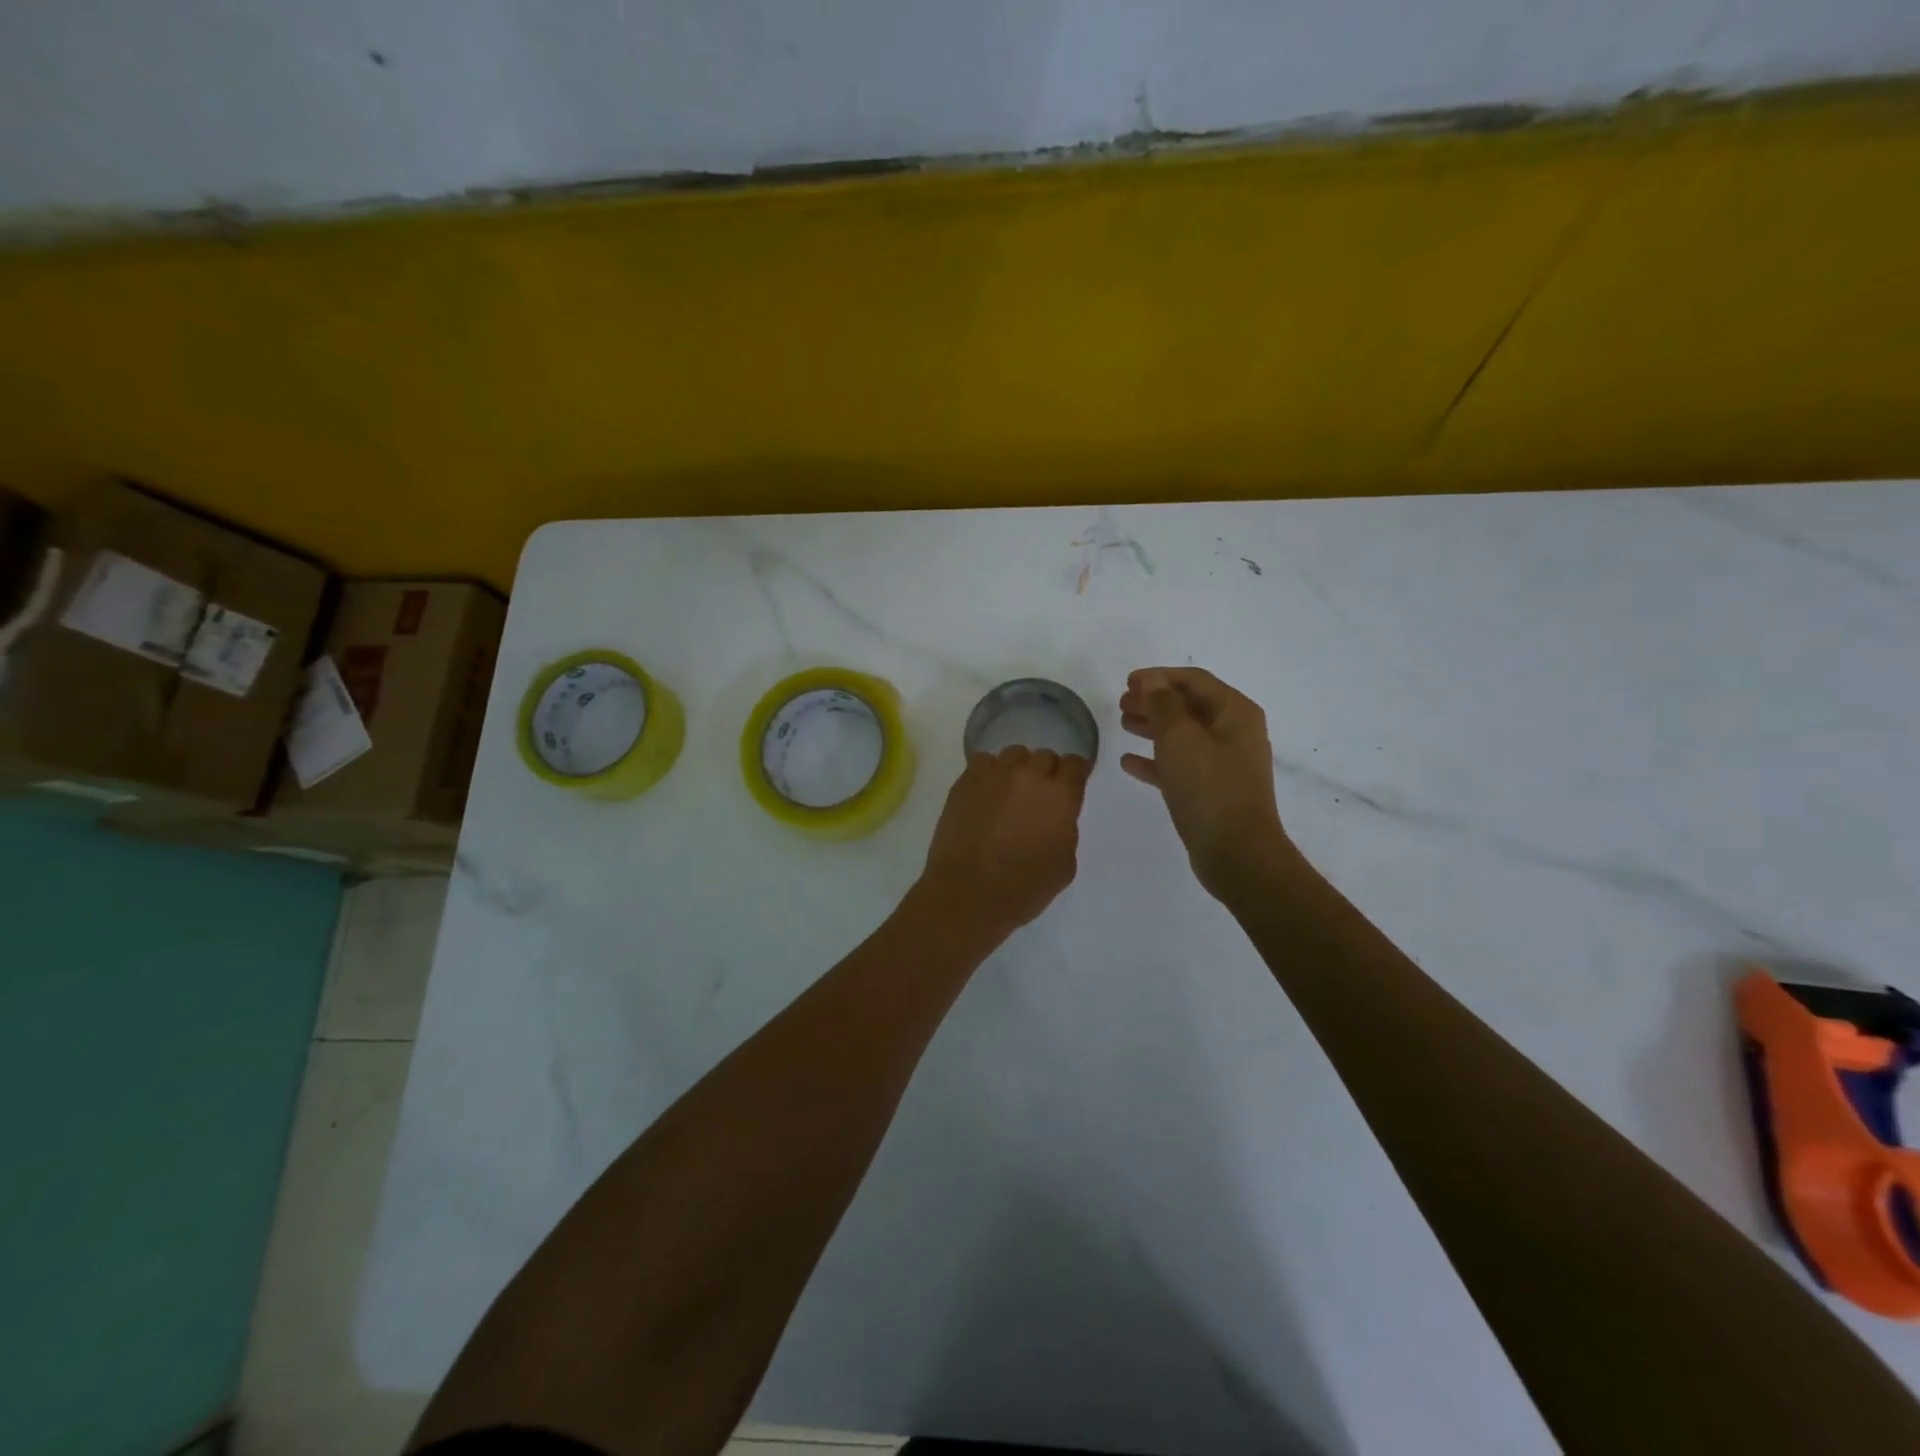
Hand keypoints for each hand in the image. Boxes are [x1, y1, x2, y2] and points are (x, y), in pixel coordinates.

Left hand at [919, 746, 1089, 941]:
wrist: (968, 893)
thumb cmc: (1023, 888)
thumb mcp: (1064, 865)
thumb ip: (1065, 830)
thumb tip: (1054, 817)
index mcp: (1061, 796)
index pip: (1075, 765)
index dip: (1074, 774)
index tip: (1069, 785)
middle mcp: (1030, 775)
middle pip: (1044, 756)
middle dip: (1045, 773)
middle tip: (1037, 796)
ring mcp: (994, 774)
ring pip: (1014, 755)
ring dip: (1017, 770)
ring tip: (1009, 793)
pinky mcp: (965, 780)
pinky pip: (983, 763)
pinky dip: (988, 774)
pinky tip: (985, 795)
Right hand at [1119, 667, 1291, 899]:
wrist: (1237, 853)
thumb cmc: (1209, 787)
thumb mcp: (1180, 738)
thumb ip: (1163, 704)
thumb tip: (1154, 681)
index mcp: (1235, 713)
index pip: (1194, 681)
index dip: (1159, 676)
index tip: (1127, 682)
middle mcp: (1235, 733)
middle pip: (1189, 706)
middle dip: (1154, 701)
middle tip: (1121, 703)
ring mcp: (1225, 764)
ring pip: (1183, 736)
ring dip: (1153, 727)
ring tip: (1123, 724)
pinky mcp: (1213, 792)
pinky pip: (1181, 766)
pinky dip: (1157, 760)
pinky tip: (1129, 762)